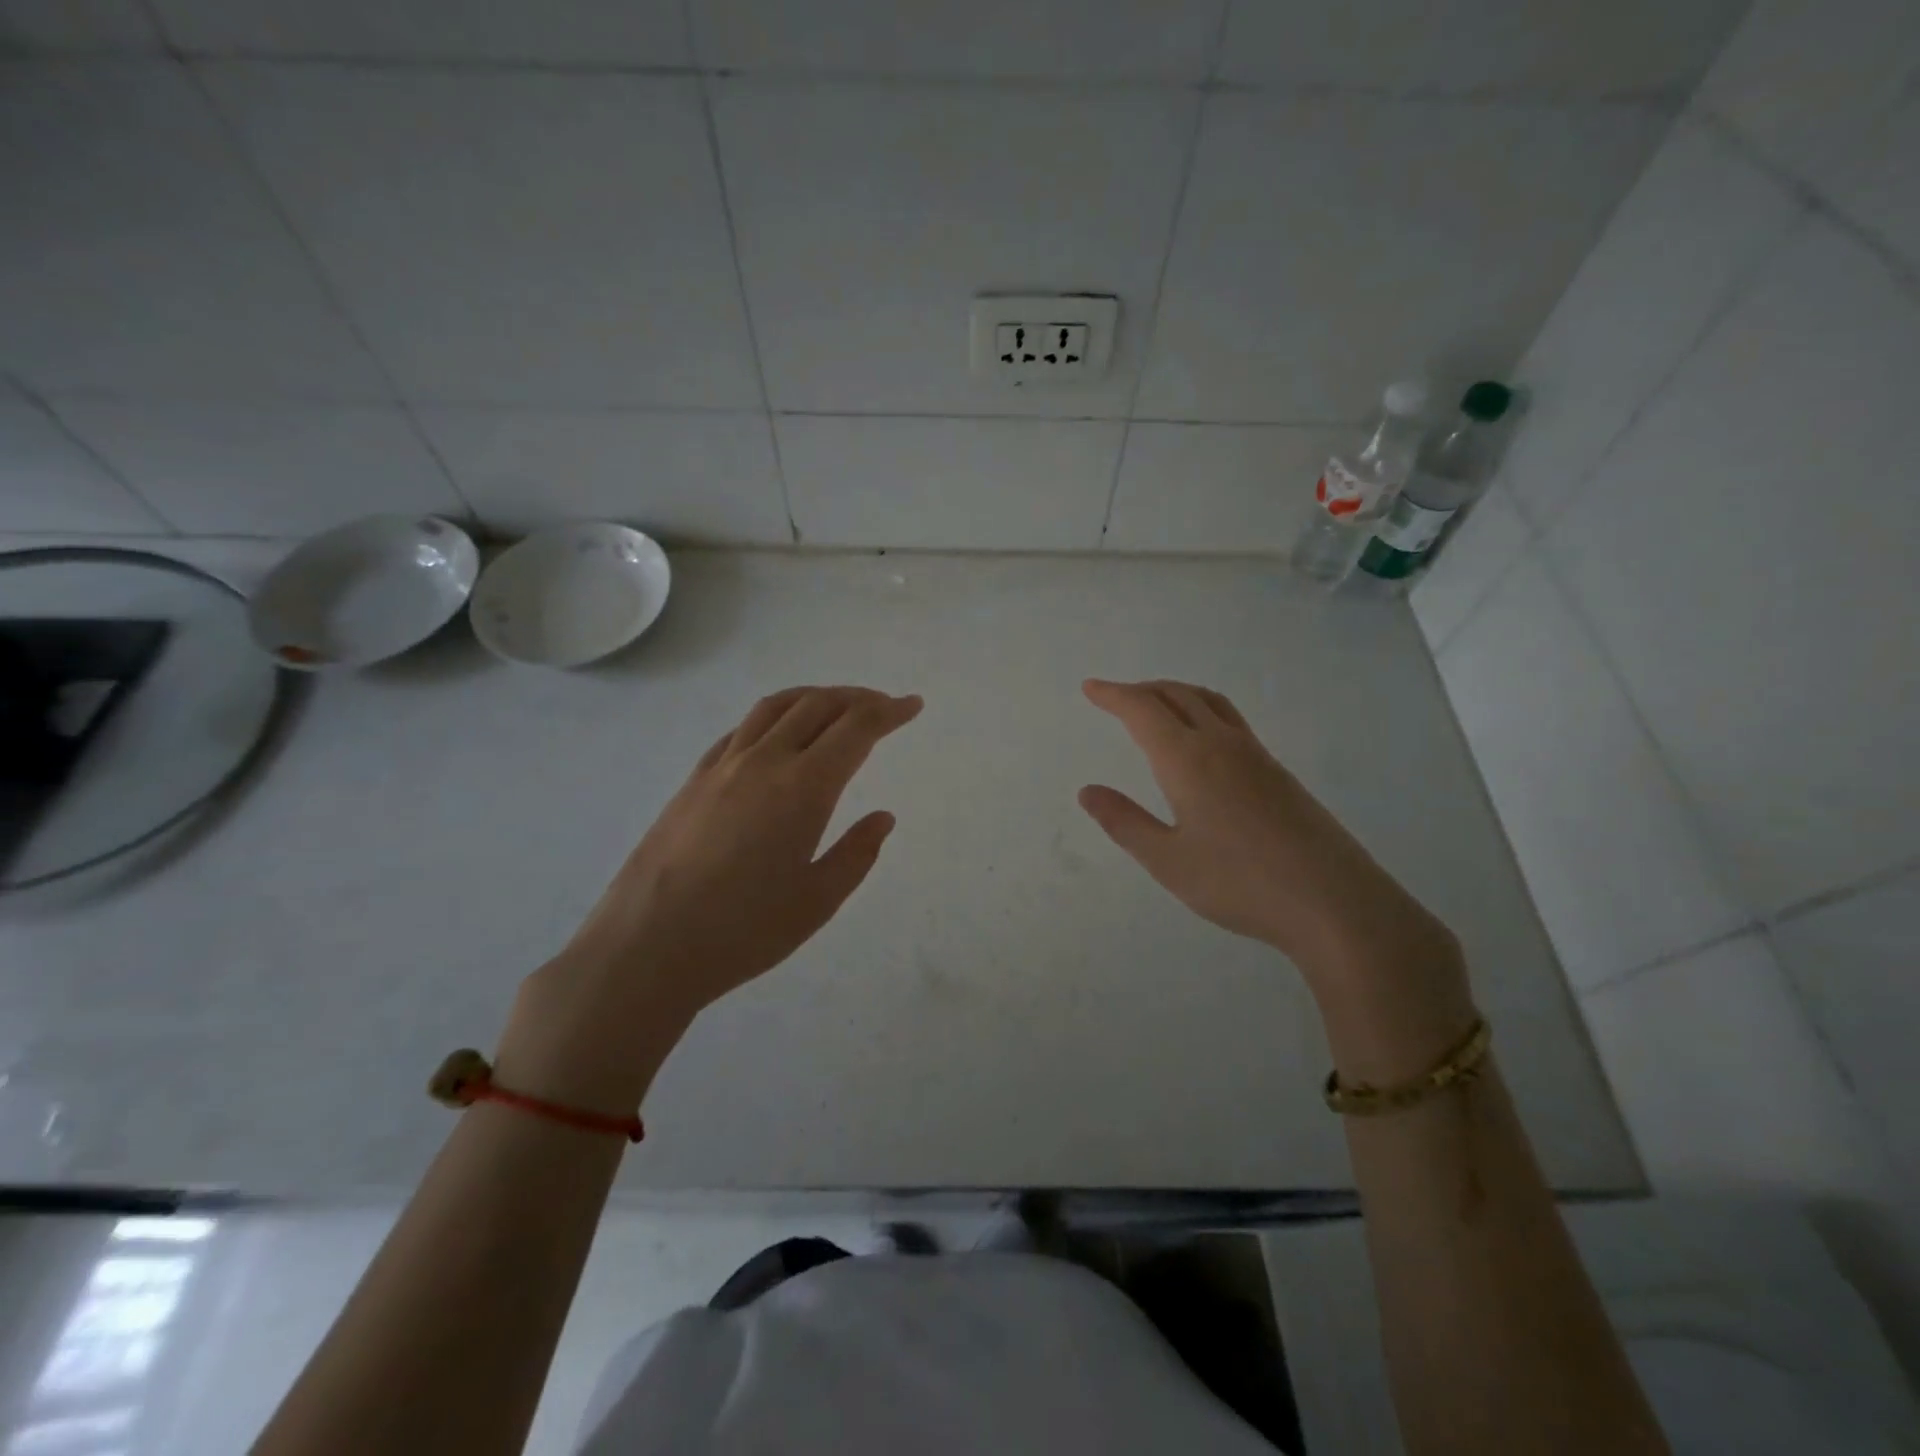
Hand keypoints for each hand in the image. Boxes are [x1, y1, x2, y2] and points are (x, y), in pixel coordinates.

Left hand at [498, 686, 921, 1112]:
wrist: (647, 947)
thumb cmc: (743, 932)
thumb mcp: (818, 900)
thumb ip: (856, 853)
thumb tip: (882, 817)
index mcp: (803, 788)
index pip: (856, 729)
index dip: (889, 712)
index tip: (912, 706)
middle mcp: (764, 762)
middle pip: (818, 705)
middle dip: (858, 698)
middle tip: (883, 706)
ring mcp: (723, 766)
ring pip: (775, 707)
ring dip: (814, 697)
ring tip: (835, 706)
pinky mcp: (693, 780)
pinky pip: (740, 729)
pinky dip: (772, 717)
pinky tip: (776, 736)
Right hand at [1077, 679, 1461, 999]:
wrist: (1334, 902)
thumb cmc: (1240, 883)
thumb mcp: (1167, 861)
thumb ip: (1124, 822)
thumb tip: (1088, 791)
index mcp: (1189, 759)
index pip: (1143, 710)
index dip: (1113, 695)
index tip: (1090, 688)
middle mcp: (1222, 745)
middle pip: (1178, 695)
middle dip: (1142, 690)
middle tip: (1115, 697)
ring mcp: (1257, 756)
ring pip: (1210, 703)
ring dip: (1176, 694)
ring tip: (1155, 705)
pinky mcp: (1279, 773)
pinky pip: (1231, 721)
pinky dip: (1202, 711)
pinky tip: (1202, 742)